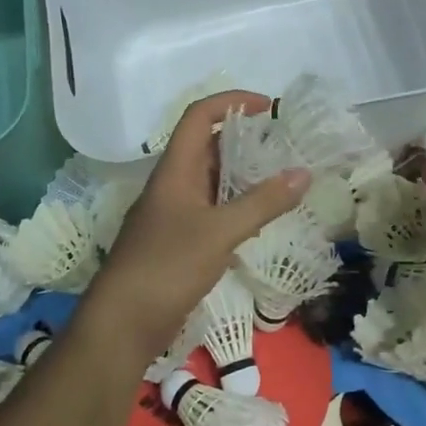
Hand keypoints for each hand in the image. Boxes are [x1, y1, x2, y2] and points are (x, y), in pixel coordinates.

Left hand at [83, 91, 309, 368]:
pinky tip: (259, 219)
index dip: (231, 101)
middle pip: (207, 146)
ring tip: (280, 177)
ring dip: (242, 175)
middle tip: (283, 144)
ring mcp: (173, 214)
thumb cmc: (167, 267)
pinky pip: (211, 210)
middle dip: (243, 139)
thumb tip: (303, 173)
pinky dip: (236, 206)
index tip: (267, 106)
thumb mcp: (220, 232)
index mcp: (175, 170)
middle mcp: (172, 185)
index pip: (199, 116)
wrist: (122, 324)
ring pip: (211, 181)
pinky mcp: (177, 242)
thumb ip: (262, 202)